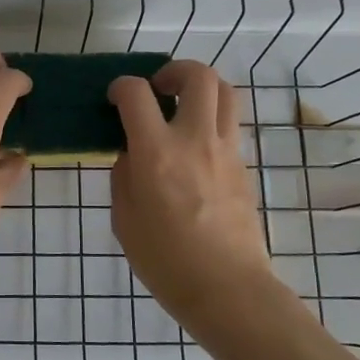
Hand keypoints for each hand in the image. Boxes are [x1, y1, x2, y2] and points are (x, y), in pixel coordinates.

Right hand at [109, 60, 274, 320]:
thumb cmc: (165, 260)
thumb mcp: (124, 219)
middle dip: (174, 70)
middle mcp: (195, 140)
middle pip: (198, 76)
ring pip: (226, 92)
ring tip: (182, 105)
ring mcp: (226, 151)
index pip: (136, 93)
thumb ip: (124, 176)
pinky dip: (212, 118)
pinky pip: (230, 124)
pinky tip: (195, 145)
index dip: (121, 86)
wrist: (227, 289)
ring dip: (201, 88)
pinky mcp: (244, 167)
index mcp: (156, 152)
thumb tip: (132, 153)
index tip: (114, 98)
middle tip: (158, 88)